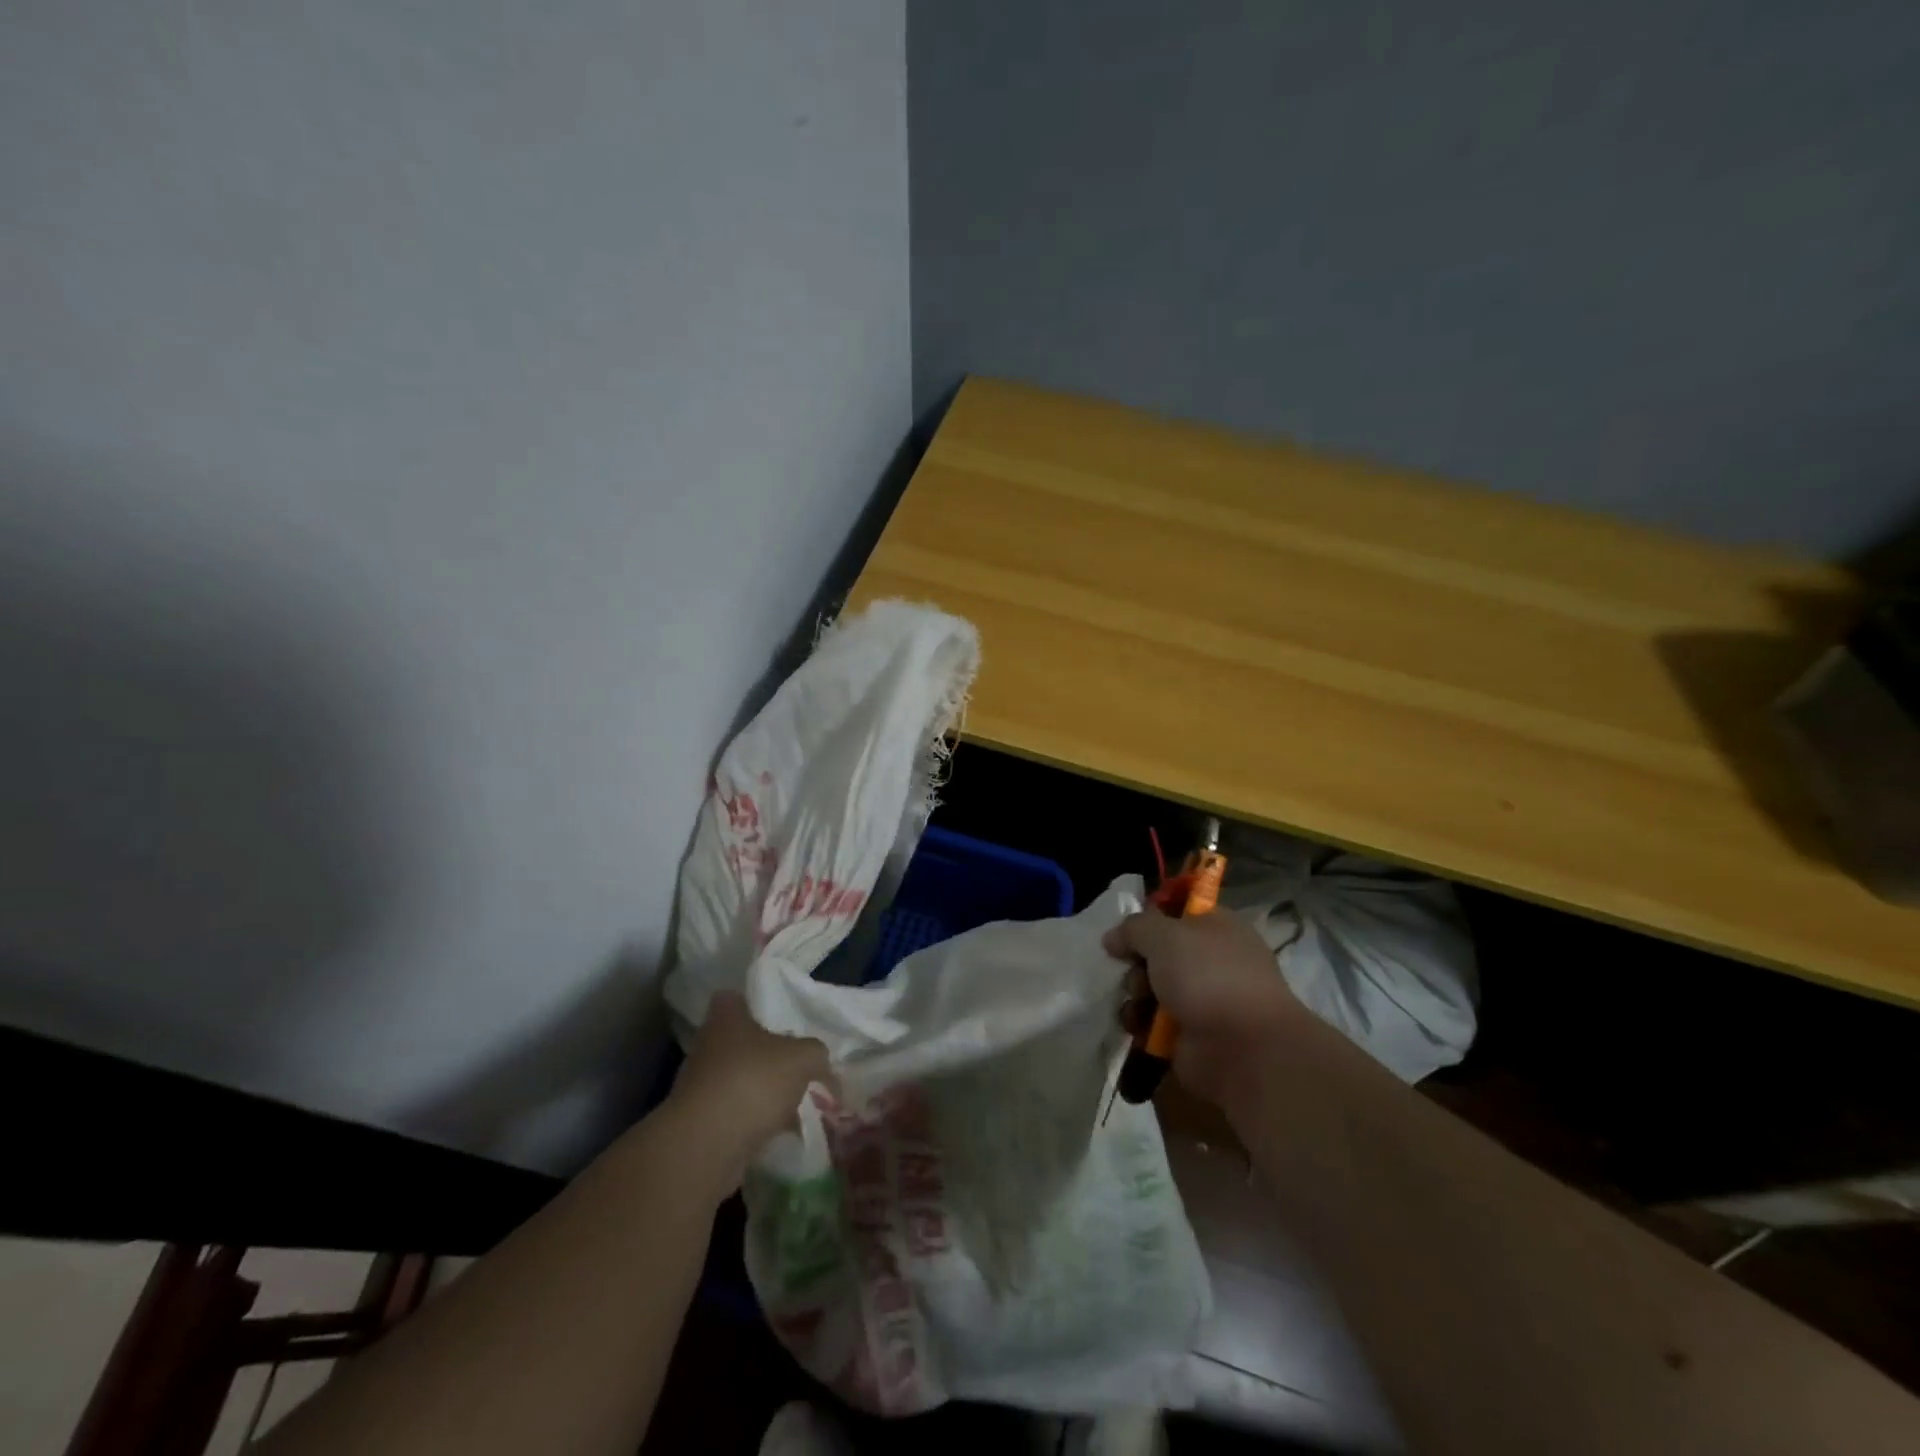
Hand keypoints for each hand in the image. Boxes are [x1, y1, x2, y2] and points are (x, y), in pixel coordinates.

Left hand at [669, 991, 829, 1165]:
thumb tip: (819, 1063)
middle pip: (741, 1042)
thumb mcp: (804, 1058)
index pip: (734, 998)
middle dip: (768, 1055)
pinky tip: (780, 1132)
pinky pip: (735, 1114)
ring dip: (763, 1091)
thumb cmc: (754, 1081)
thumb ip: (816, 1054)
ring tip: (796, 1105)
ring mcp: (700, 1086)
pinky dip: (755, 1122)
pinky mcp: (700, 1123)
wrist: (707, 1145)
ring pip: (740, 1080)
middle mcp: (707, 1046)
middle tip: (797, 1066)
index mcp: (726, 1018)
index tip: (778, 1018)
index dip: (755, 1004)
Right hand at [1104, 907, 1302, 1104]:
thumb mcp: (1164, 935)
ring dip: (1136, 993)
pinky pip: (1153, 1021)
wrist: (1243, 1049)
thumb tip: (1113, 938)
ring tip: (1138, 1002)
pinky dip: (1141, 1023)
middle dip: (1137, 961)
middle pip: (1158, 950)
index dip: (1151, 915)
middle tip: (1134, 969)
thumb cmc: (1207, 976)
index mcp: (1217, 927)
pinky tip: (1137, 1026)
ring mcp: (1203, 999)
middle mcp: (1211, 960)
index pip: (1179, 909)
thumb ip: (1134, 928)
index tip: (1128, 927)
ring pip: (1152, 986)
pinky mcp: (1190, 1034)